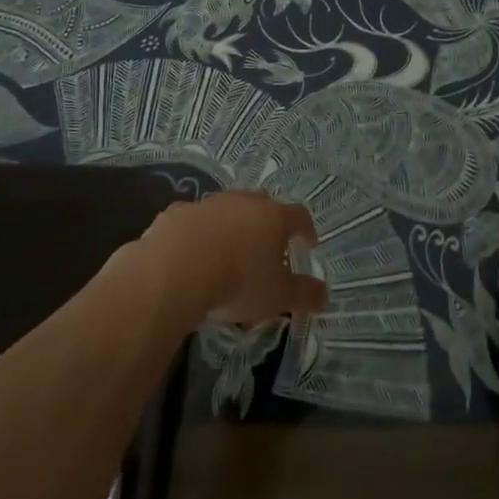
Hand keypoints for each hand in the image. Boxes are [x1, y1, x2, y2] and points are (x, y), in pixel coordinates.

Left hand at [140, 191, 328, 324]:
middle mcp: (243, 202)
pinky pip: (193, 220)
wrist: (173, 271)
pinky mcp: (177, 212)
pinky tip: (191, 255)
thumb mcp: (277, 297)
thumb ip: (303, 294)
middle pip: (262, 205)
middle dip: (267, 223)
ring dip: (230, 226)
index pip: (299, 216)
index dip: (306, 230)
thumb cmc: (237, 282)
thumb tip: (325, 296)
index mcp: (273, 217)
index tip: (308, 244)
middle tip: (267, 247)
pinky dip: (197, 233)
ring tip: (227, 252)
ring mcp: (208, 204)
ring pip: (226, 209)